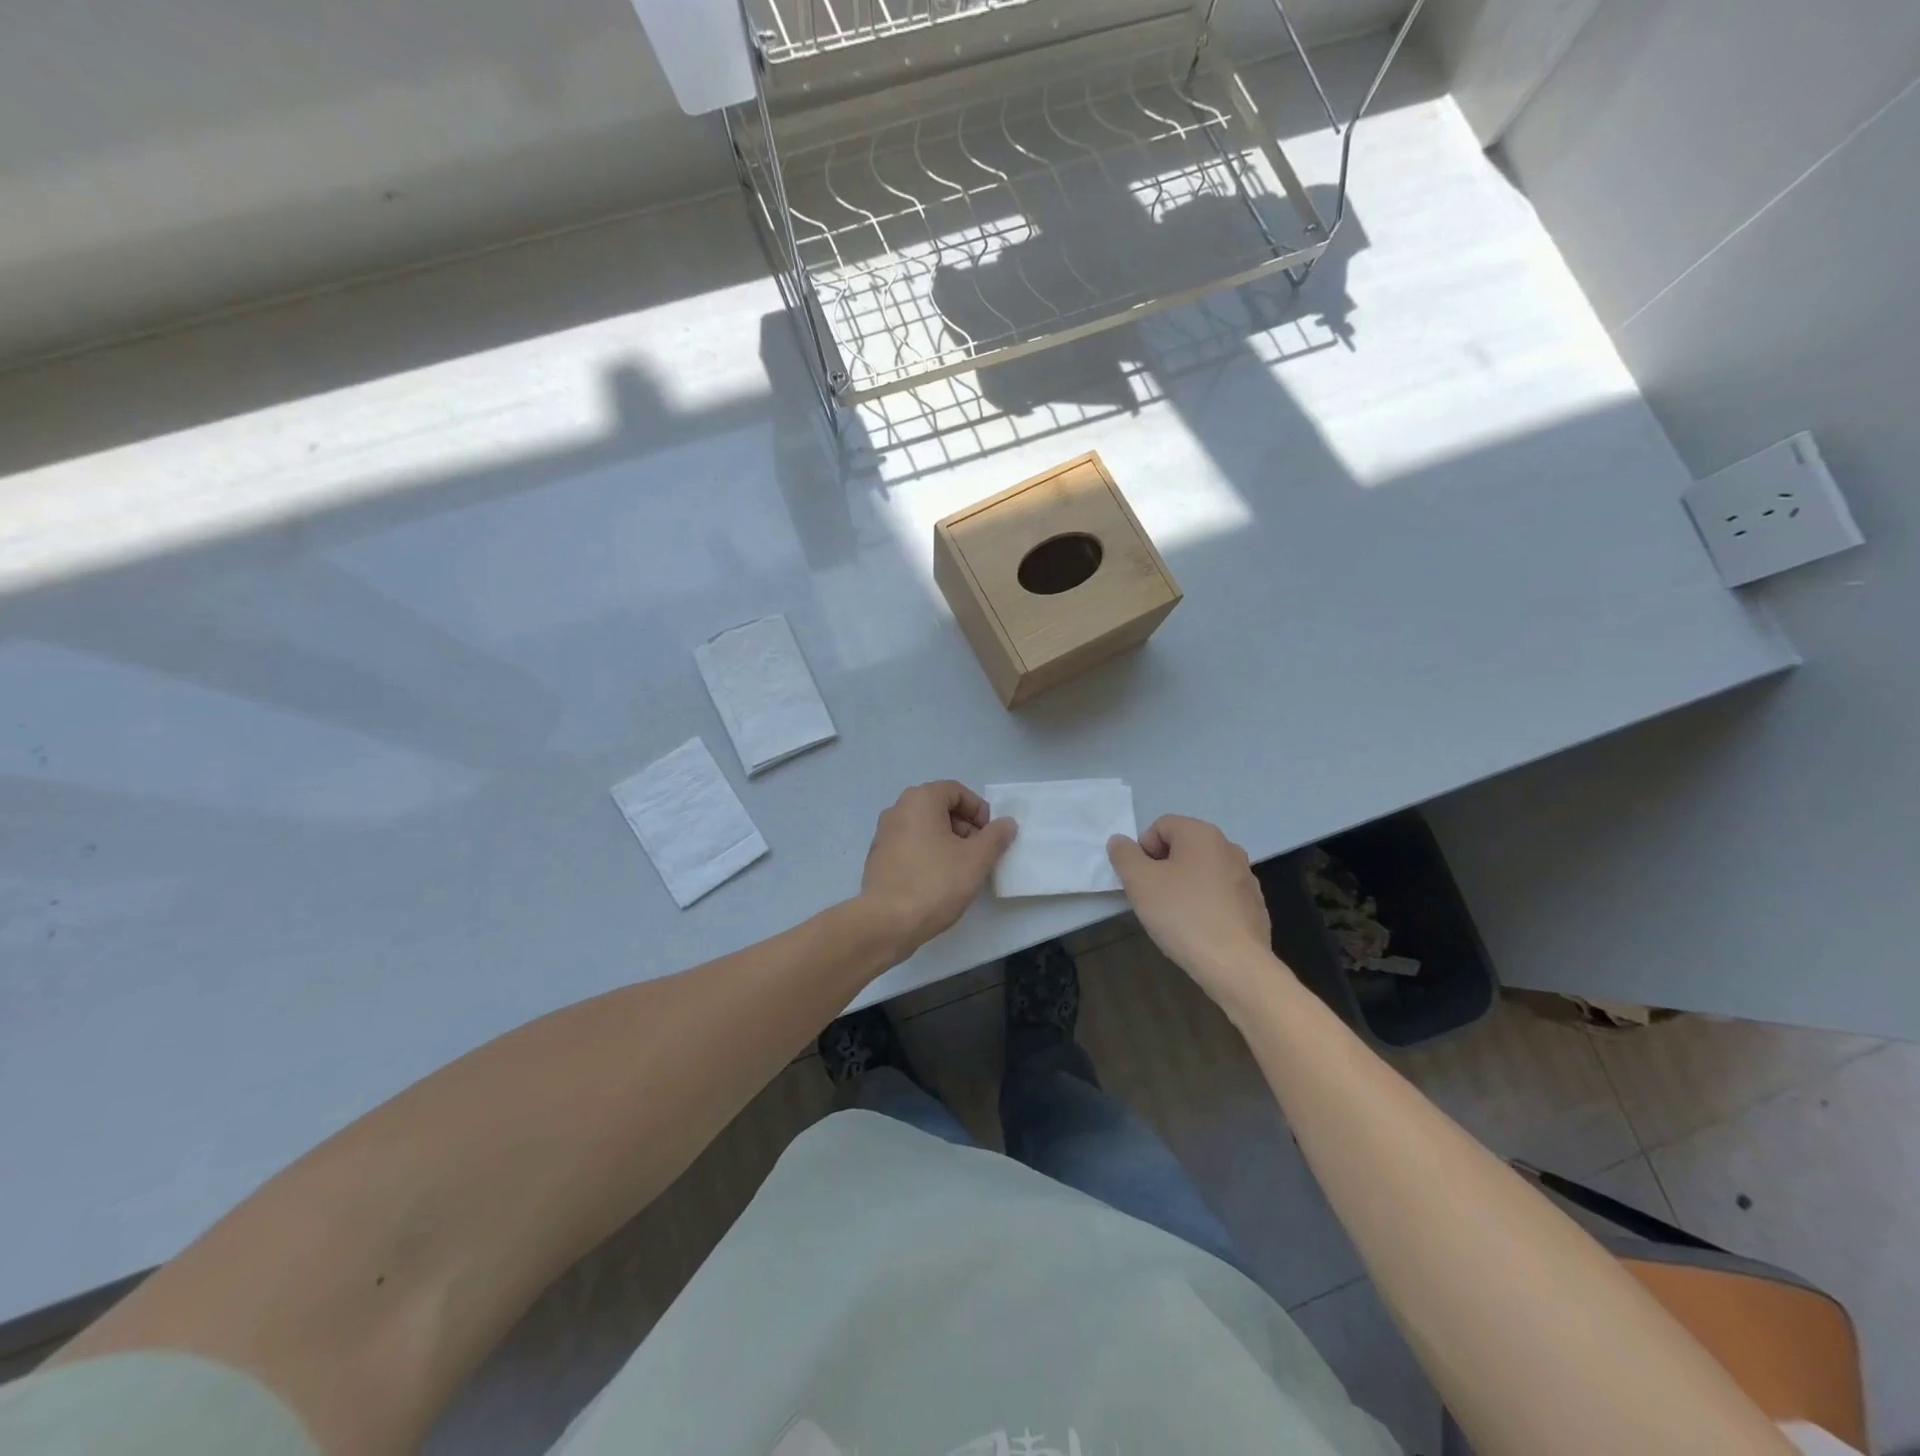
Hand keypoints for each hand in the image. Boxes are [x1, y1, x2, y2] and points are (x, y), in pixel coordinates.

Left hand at [859, 781, 1015, 959]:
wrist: (888, 922)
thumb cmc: (936, 883)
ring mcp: (884, 834)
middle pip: (939, 807)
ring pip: (925, 828)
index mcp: (919, 800)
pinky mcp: (878, 858)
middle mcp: (897, 810)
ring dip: (948, 842)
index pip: (956, 791)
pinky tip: (939, 880)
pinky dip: (929, 854)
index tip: (991, 835)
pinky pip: (910, 846)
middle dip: (964, 826)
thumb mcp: (976, 859)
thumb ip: (996, 836)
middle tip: (980, 853)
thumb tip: (1006, 823)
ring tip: (962, 869)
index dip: (979, 810)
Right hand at [1107, 815, 1280, 1019]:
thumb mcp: (1139, 882)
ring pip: (1202, 872)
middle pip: (1183, 847)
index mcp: (1202, 834)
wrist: (1235, 964)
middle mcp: (1229, 848)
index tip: (1140, 880)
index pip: (1161, 826)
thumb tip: (1120, 841)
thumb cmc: (1182, 915)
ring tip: (1175, 917)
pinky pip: (1220, 895)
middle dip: (1162, 868)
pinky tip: (1199, 930)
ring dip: (1183, 886)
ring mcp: (1246, 877)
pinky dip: (1205, 904)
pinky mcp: (1254, 905)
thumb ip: (1124, 855)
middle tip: (1153, 898)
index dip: (1143, 850)